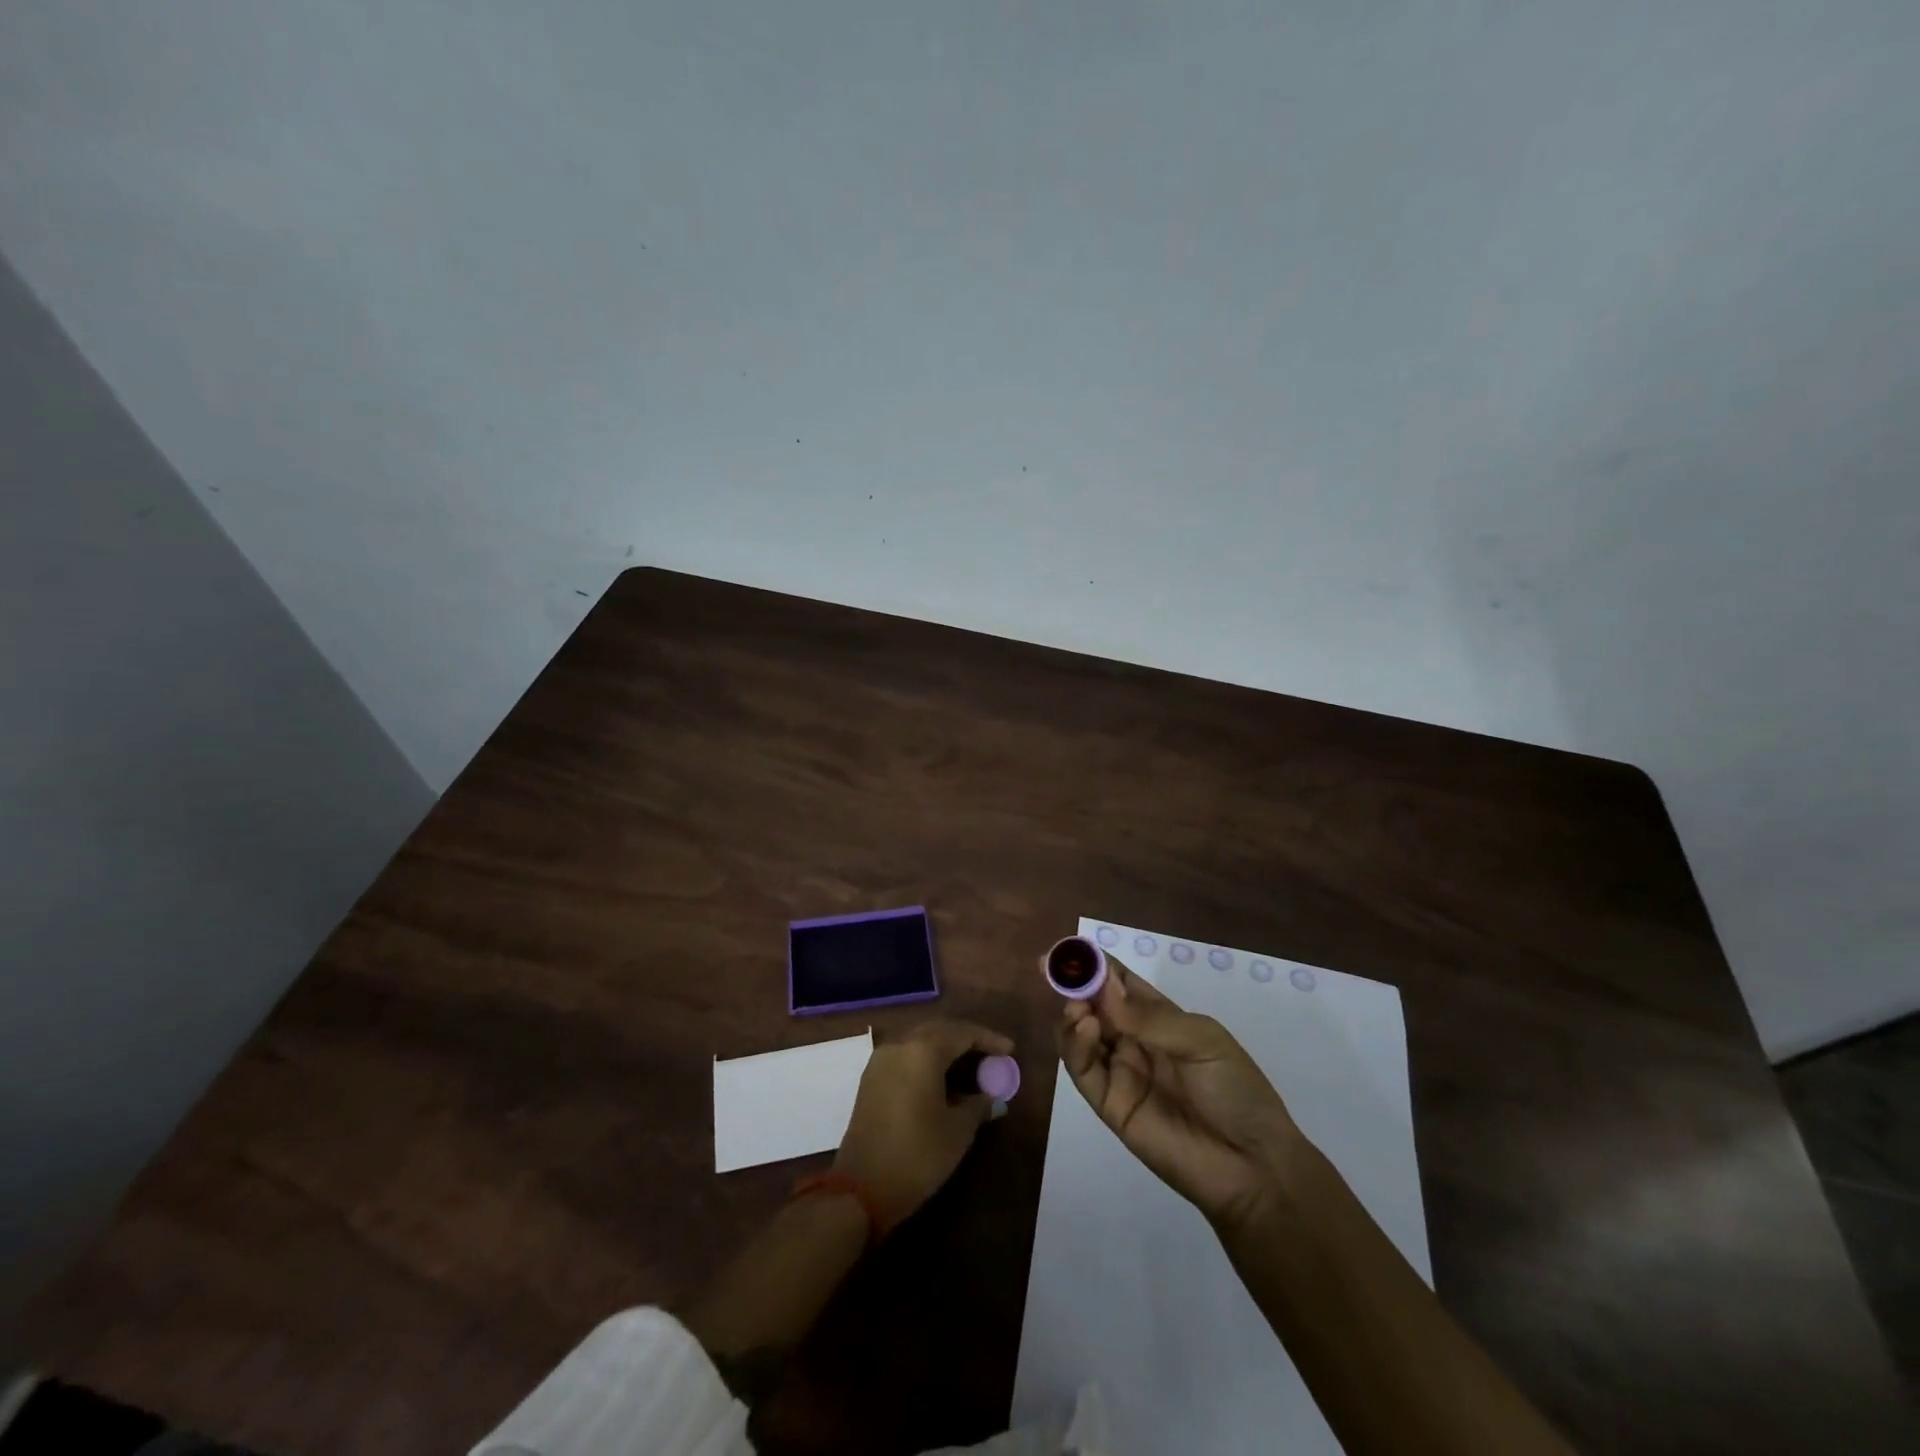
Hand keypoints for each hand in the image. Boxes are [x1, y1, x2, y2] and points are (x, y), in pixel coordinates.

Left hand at [834, 1020, 1014, 1229]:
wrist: (860, 1189)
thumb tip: (992, 1098)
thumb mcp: (958, 1132)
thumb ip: (978, 1106)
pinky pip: (906, 1055)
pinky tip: (942, 1079)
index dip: (989, 1039)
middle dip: (967, 1039)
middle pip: (939, 1030)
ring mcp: (881, 1060)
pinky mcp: (871, 1078)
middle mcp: (899, 1045)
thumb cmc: (916, 1156)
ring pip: (920, 1041)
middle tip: (991, 1055)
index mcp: (922, 1050)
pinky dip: (927, 1059)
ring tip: (971, 1067)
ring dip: (946, 1048)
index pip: (962, 1033)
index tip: (1010, 1050)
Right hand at [1058, 961, 1303, 1230]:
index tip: (1069, 947)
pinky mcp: (1110, 1105)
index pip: (1119, 983)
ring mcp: (1120, 1072)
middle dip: (1073, 985)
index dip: (1094, 964)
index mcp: (1159, 1018)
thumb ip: (1150, 1016)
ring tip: (1078, 1008)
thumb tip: (1103, 987)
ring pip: (1080, 1036)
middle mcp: (1133, 1040)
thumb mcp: (1202, 1040)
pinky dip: (1076, 1046)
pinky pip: (1084, 1070)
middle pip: (1093, 1005)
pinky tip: (1085, 1029)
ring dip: (1073, 1015)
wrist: (1253, 1167)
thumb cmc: (1236, 1091)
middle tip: (1053, 968)